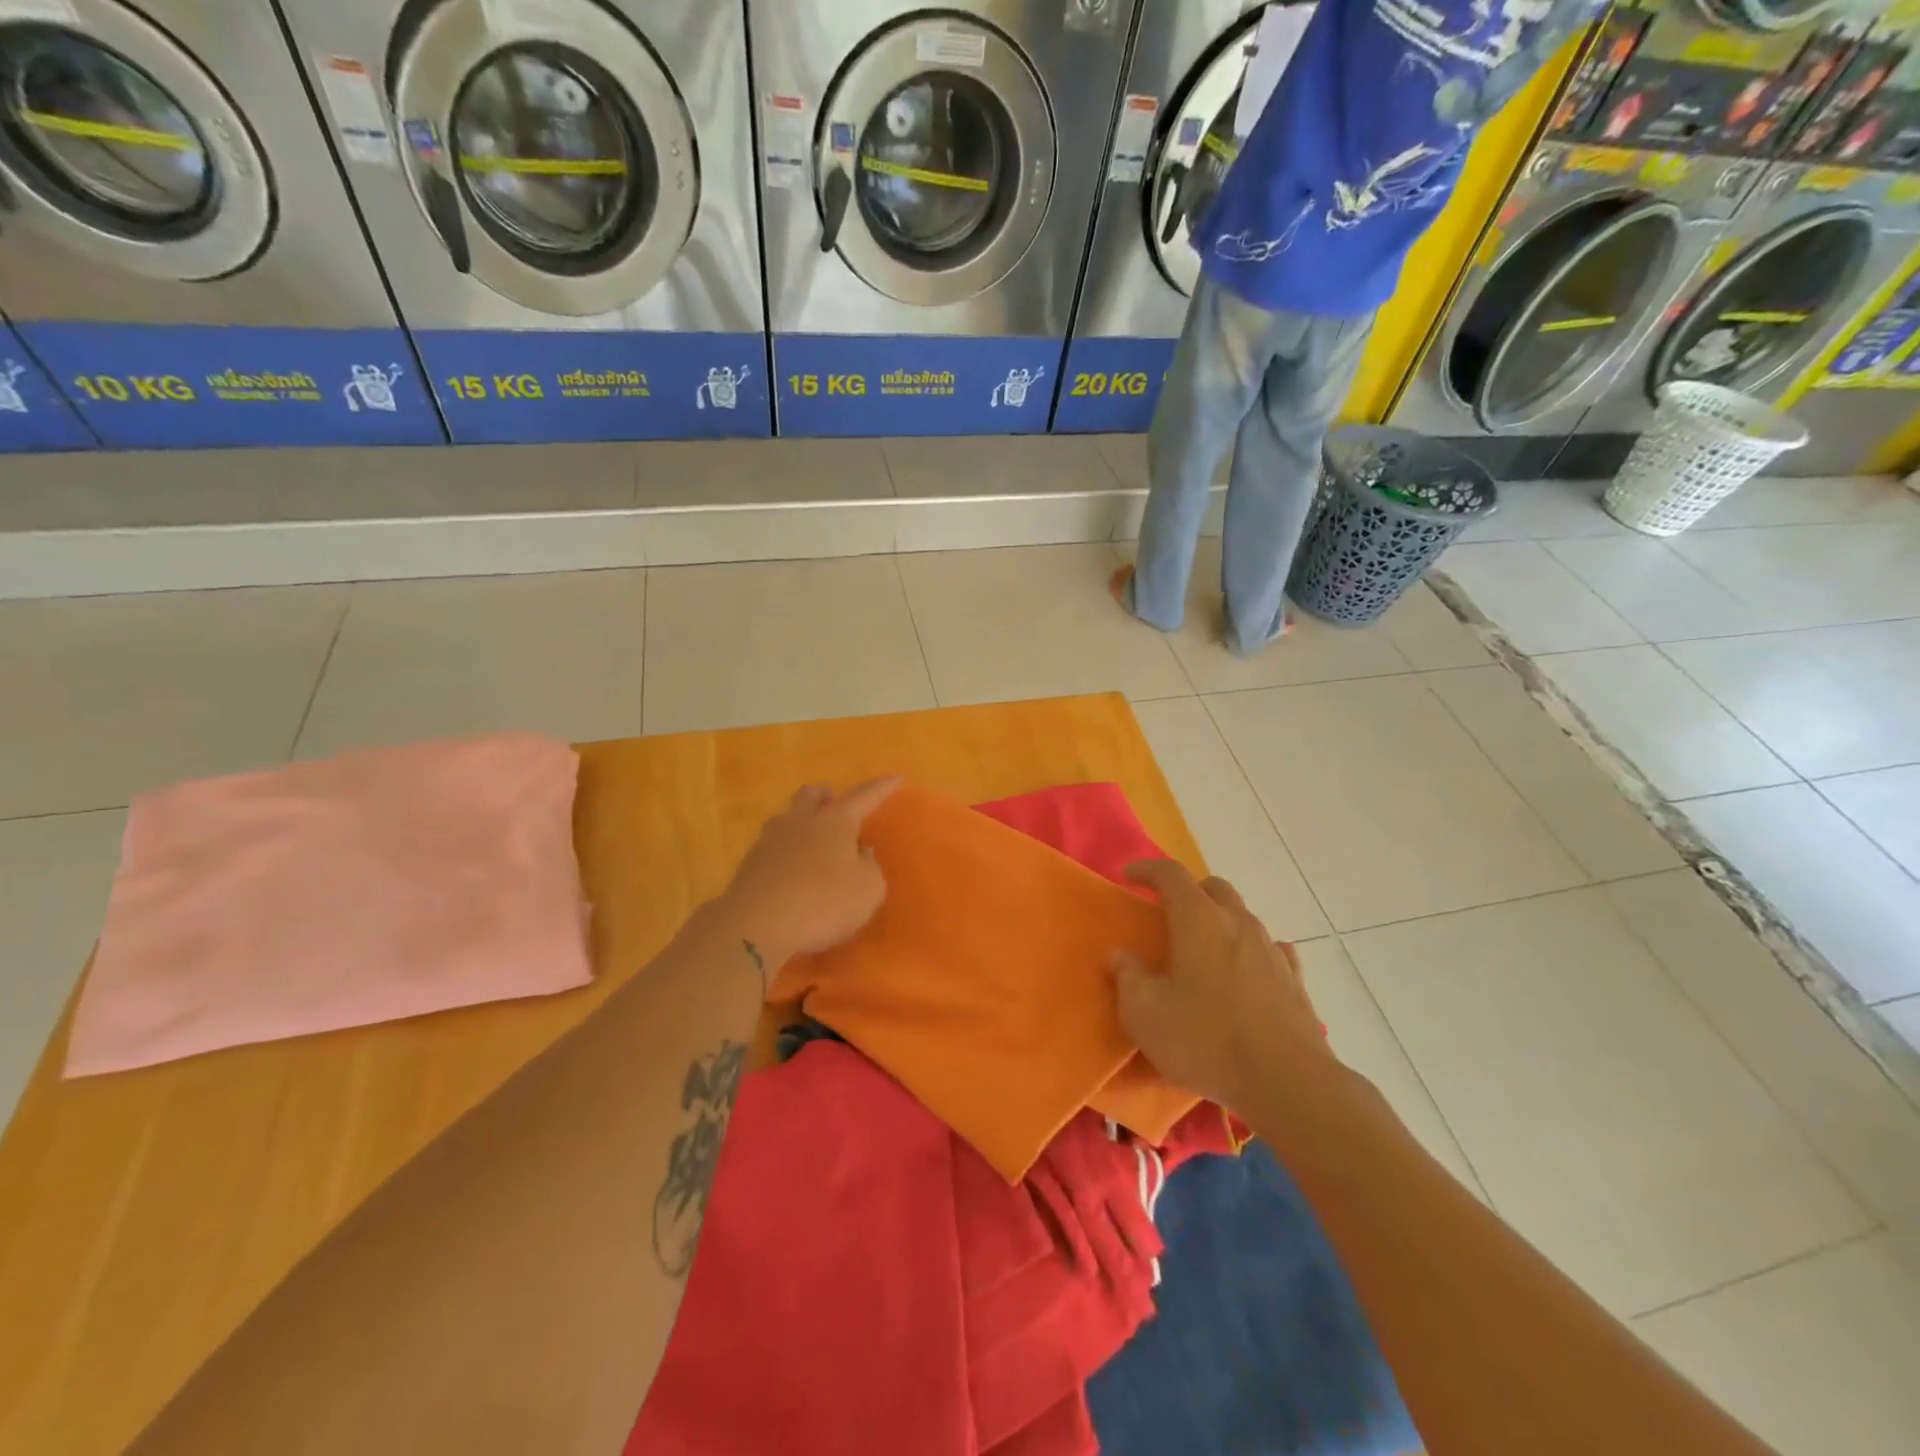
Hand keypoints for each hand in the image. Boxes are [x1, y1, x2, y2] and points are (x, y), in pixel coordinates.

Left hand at [715, 777, 901, 978]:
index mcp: (835, 821)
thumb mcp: (868, 891)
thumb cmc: (823, 902)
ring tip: (814, 846)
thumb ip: (869, 868)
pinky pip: (773, 849)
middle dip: (826, 796)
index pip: (864, 797)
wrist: (755, 925)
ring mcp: (770, 841)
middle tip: (836, 807)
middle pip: (811, 794)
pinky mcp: (749, 866)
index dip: (882, 788)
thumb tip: (860, 854)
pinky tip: (793, 875)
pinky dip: (786, 855)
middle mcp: (800, 822)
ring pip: (787, 819)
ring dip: (802, 824)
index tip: (896, 777)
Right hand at [1113, 860, 1331, 1111]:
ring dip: (1220, 920)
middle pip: (1213, 887)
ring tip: (1203, 947)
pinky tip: (1246, 970)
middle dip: (1188, 891)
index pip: (1171, 874)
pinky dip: (1251, 950)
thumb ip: (1128, 978)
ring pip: (1243, 916)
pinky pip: (1271, 949)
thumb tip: (1122, 956)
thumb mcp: (1145, 1014)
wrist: (1287, 1083)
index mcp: (1198, 920)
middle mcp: (1238, 923)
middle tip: (1168, 912)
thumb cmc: (1205, 1040)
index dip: (1147, 870)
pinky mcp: (1294, 980)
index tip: (1128, 877)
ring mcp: (1271, 949)